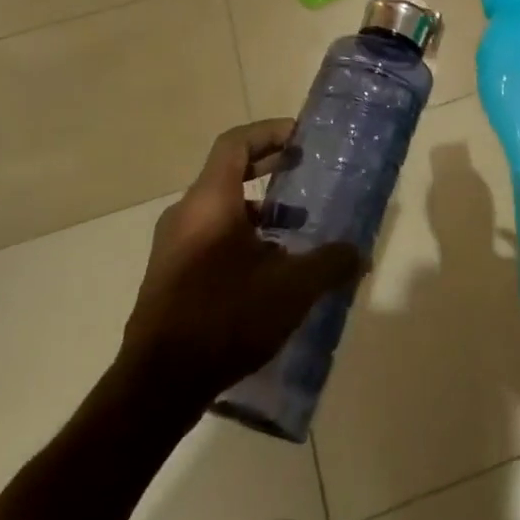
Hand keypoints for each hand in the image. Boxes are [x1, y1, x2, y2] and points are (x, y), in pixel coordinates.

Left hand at [118, 120, 363, 403]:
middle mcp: (186, 215)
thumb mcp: (293, 288)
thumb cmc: (226, 317)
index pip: (236, 144)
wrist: (158, 386)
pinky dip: (243, 238)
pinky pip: (211, 239)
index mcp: (210, 202)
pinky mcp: (170, 278)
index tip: (301, 137)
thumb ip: (331, 264)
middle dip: (268, 168)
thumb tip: (361, 255)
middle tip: (304, 171)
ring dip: (259, 210)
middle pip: (228, 173)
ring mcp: (173, 248)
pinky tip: (270, 271)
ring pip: (221, 210)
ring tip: (296, 229)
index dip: (269, 132)